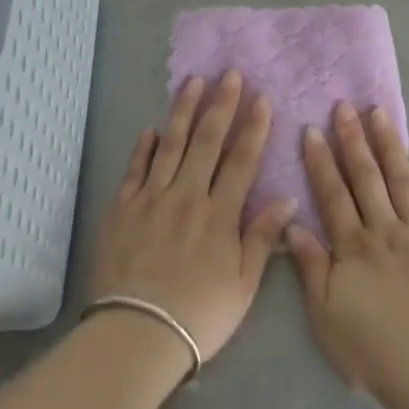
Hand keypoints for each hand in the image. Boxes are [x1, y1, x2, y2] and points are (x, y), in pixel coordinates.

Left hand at [88, 70, 293, 369]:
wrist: (136, 334)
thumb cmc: (199, 314)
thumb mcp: (244, 284)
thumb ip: (263, 238)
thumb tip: (286, 199)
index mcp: (220, 214)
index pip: (242, 159)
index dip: (253, 126)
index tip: (261, 97)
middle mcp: (187, 196)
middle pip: (207, 141)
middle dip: (221, 104)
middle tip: (229, 73)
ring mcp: (151, 199)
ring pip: (170, 145)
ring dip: (183, 111)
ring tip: (192, 82)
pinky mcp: (122, 209)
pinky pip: (135, 170)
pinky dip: (143, 148)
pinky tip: (151, 129)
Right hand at [287, 102, 408, 393]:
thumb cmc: (370, 348)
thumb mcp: (324, 313)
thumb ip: (311, 267)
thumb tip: (293, 225)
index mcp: (353, 246)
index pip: (332, 194)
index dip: (321, 161)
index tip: (313, 129)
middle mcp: (385, 230)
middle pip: (366, 178)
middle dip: (353, 140)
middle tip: (345, 106)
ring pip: (402, 182)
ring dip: (390, 146)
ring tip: (381, 114)